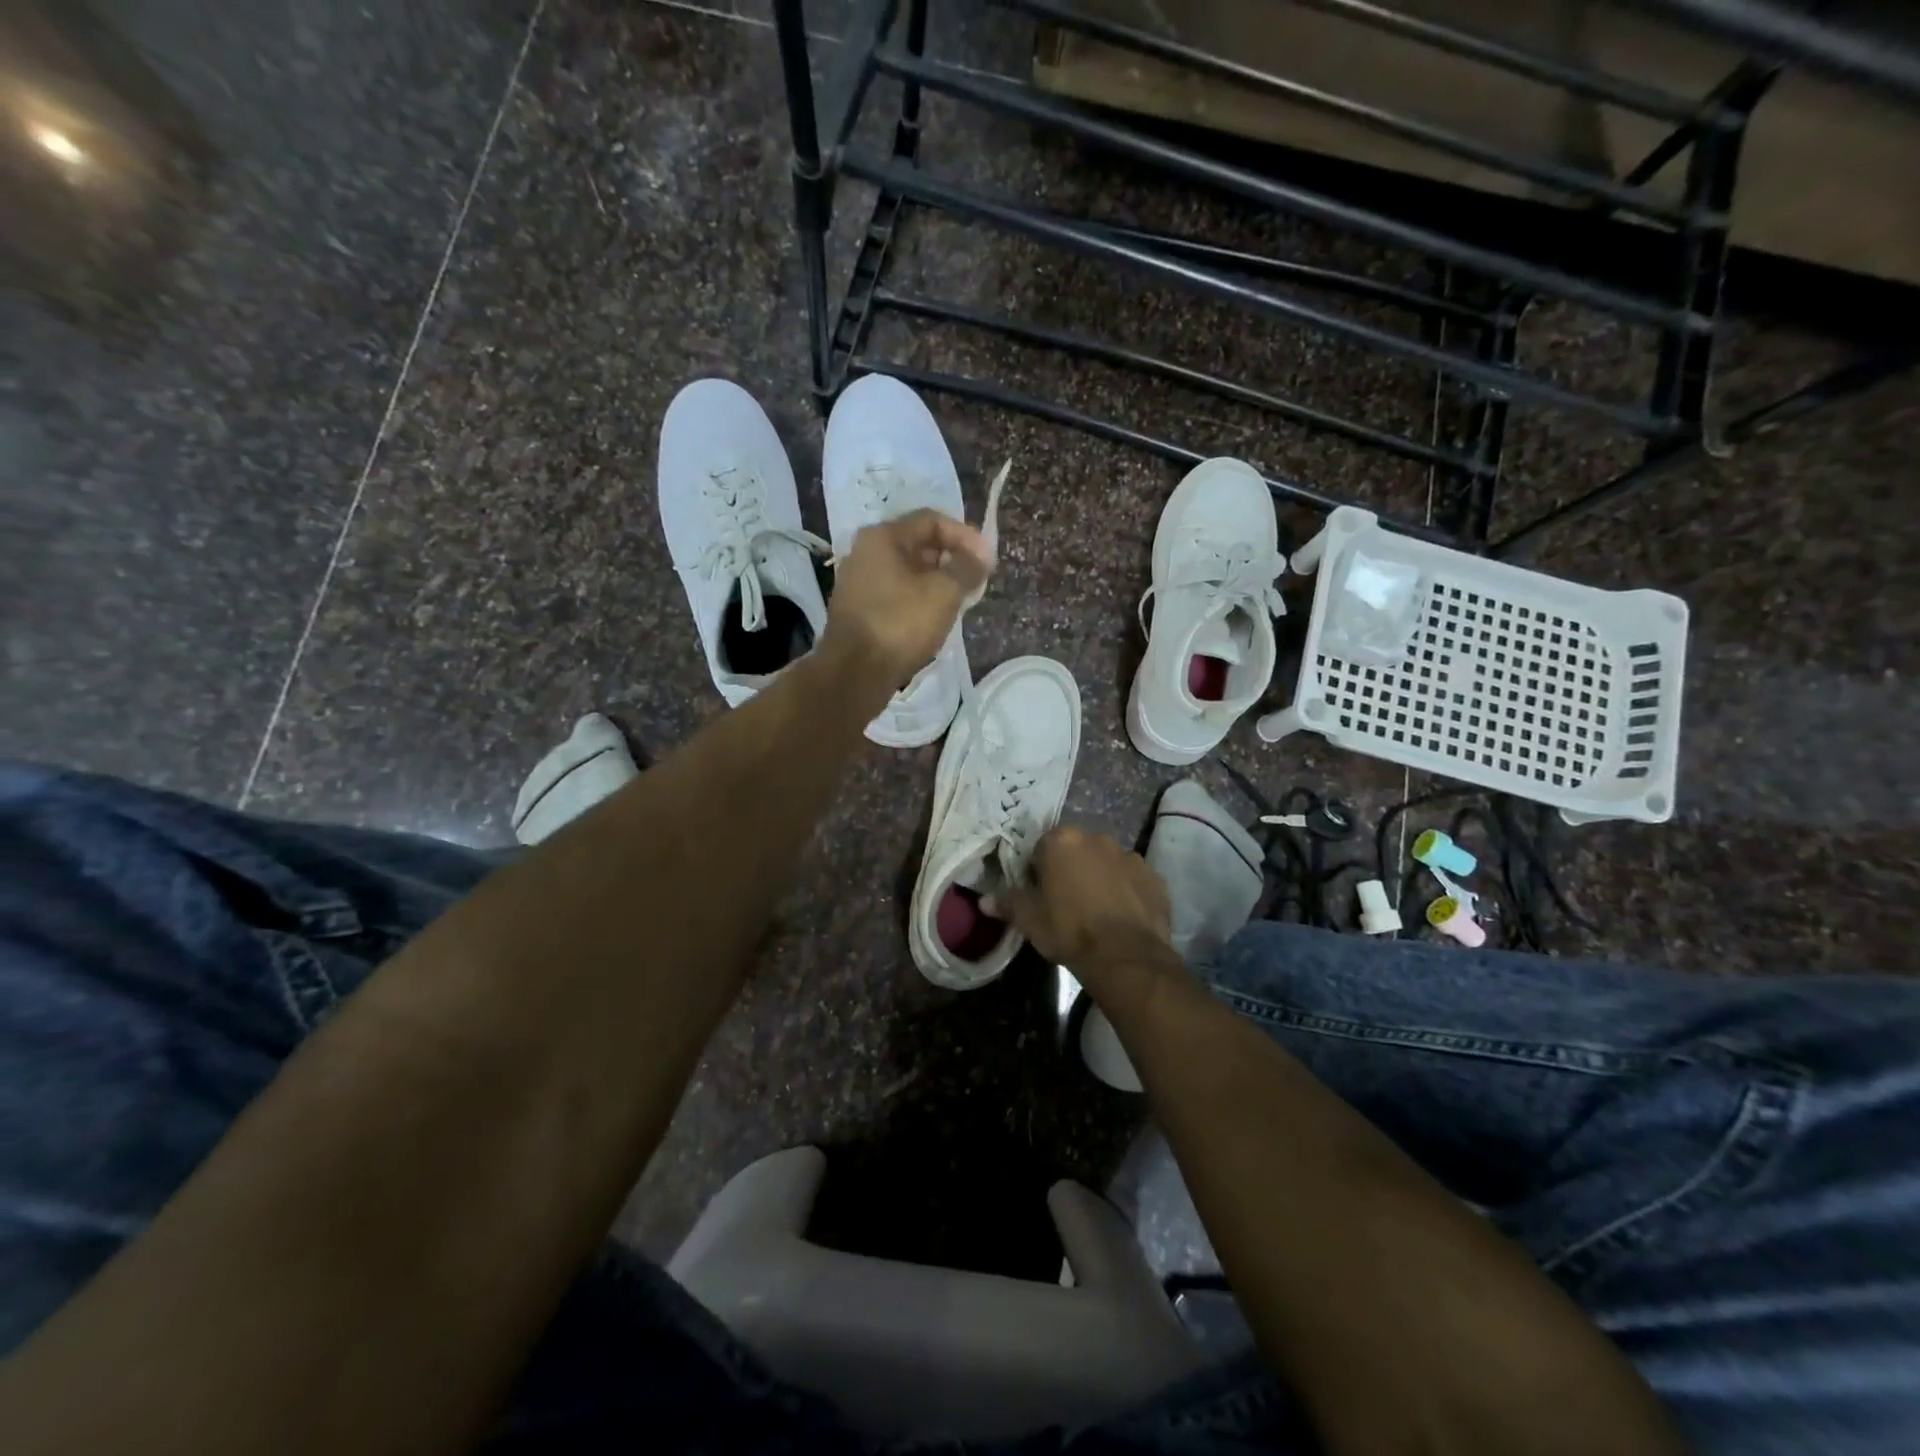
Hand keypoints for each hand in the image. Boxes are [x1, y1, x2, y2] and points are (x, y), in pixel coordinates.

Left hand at [823, 509, 991, 689]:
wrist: (855, 672)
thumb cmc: (901, 623)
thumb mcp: (944, 592)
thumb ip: (967, 568)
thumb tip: (979, 557)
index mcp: (882, 536)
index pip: (932, 520)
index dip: (965, 536)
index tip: (986, 560)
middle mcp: (865, 552)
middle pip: (918, 544)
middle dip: (951, 559)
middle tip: (974, 581)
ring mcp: (858, 582)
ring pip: (907, 571)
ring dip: (936, 581)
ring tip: (959, 601)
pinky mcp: (858, 610)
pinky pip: (896, 593)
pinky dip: (918, 599)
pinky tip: (934, 618)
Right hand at [1007, 826, 1173, 971]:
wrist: (1125, 955)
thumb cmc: (1069, 929)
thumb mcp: (1029, 919)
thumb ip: (1007, 903)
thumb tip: (984, 901)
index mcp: (1062, 841)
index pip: (1041, 847)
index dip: (1038, 871)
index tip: (1039, 894)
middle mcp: (1097, 838)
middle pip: (1076, 850)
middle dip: (1070, 869)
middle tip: (1065, 902)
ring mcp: (1129, 856)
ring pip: (1106, 863)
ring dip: (1099, 878)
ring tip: (1096, 912)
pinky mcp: (1154, 877)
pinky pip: (1132, 880)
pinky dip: (1126, 891)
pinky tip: (1120, 917)